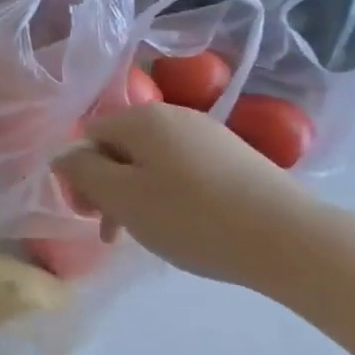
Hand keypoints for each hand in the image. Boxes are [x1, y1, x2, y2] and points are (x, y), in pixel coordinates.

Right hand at [54, 103, 332, 290]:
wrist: (292, 240)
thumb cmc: (192, 217)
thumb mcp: (123, 198)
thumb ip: (83, 173)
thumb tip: (62, 156)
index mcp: (141, 117)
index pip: (89, 136)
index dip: (81, 175)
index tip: (91, 215)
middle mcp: (174, 114)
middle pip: (121, 147)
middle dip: (110, 186)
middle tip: (116, 231)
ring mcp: (210, 134)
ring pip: (153, 161)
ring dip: (140, 194)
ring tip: (152, 234)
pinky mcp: (238, 157)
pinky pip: (185, 170)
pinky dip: (173, 195)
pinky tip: (188, 226)